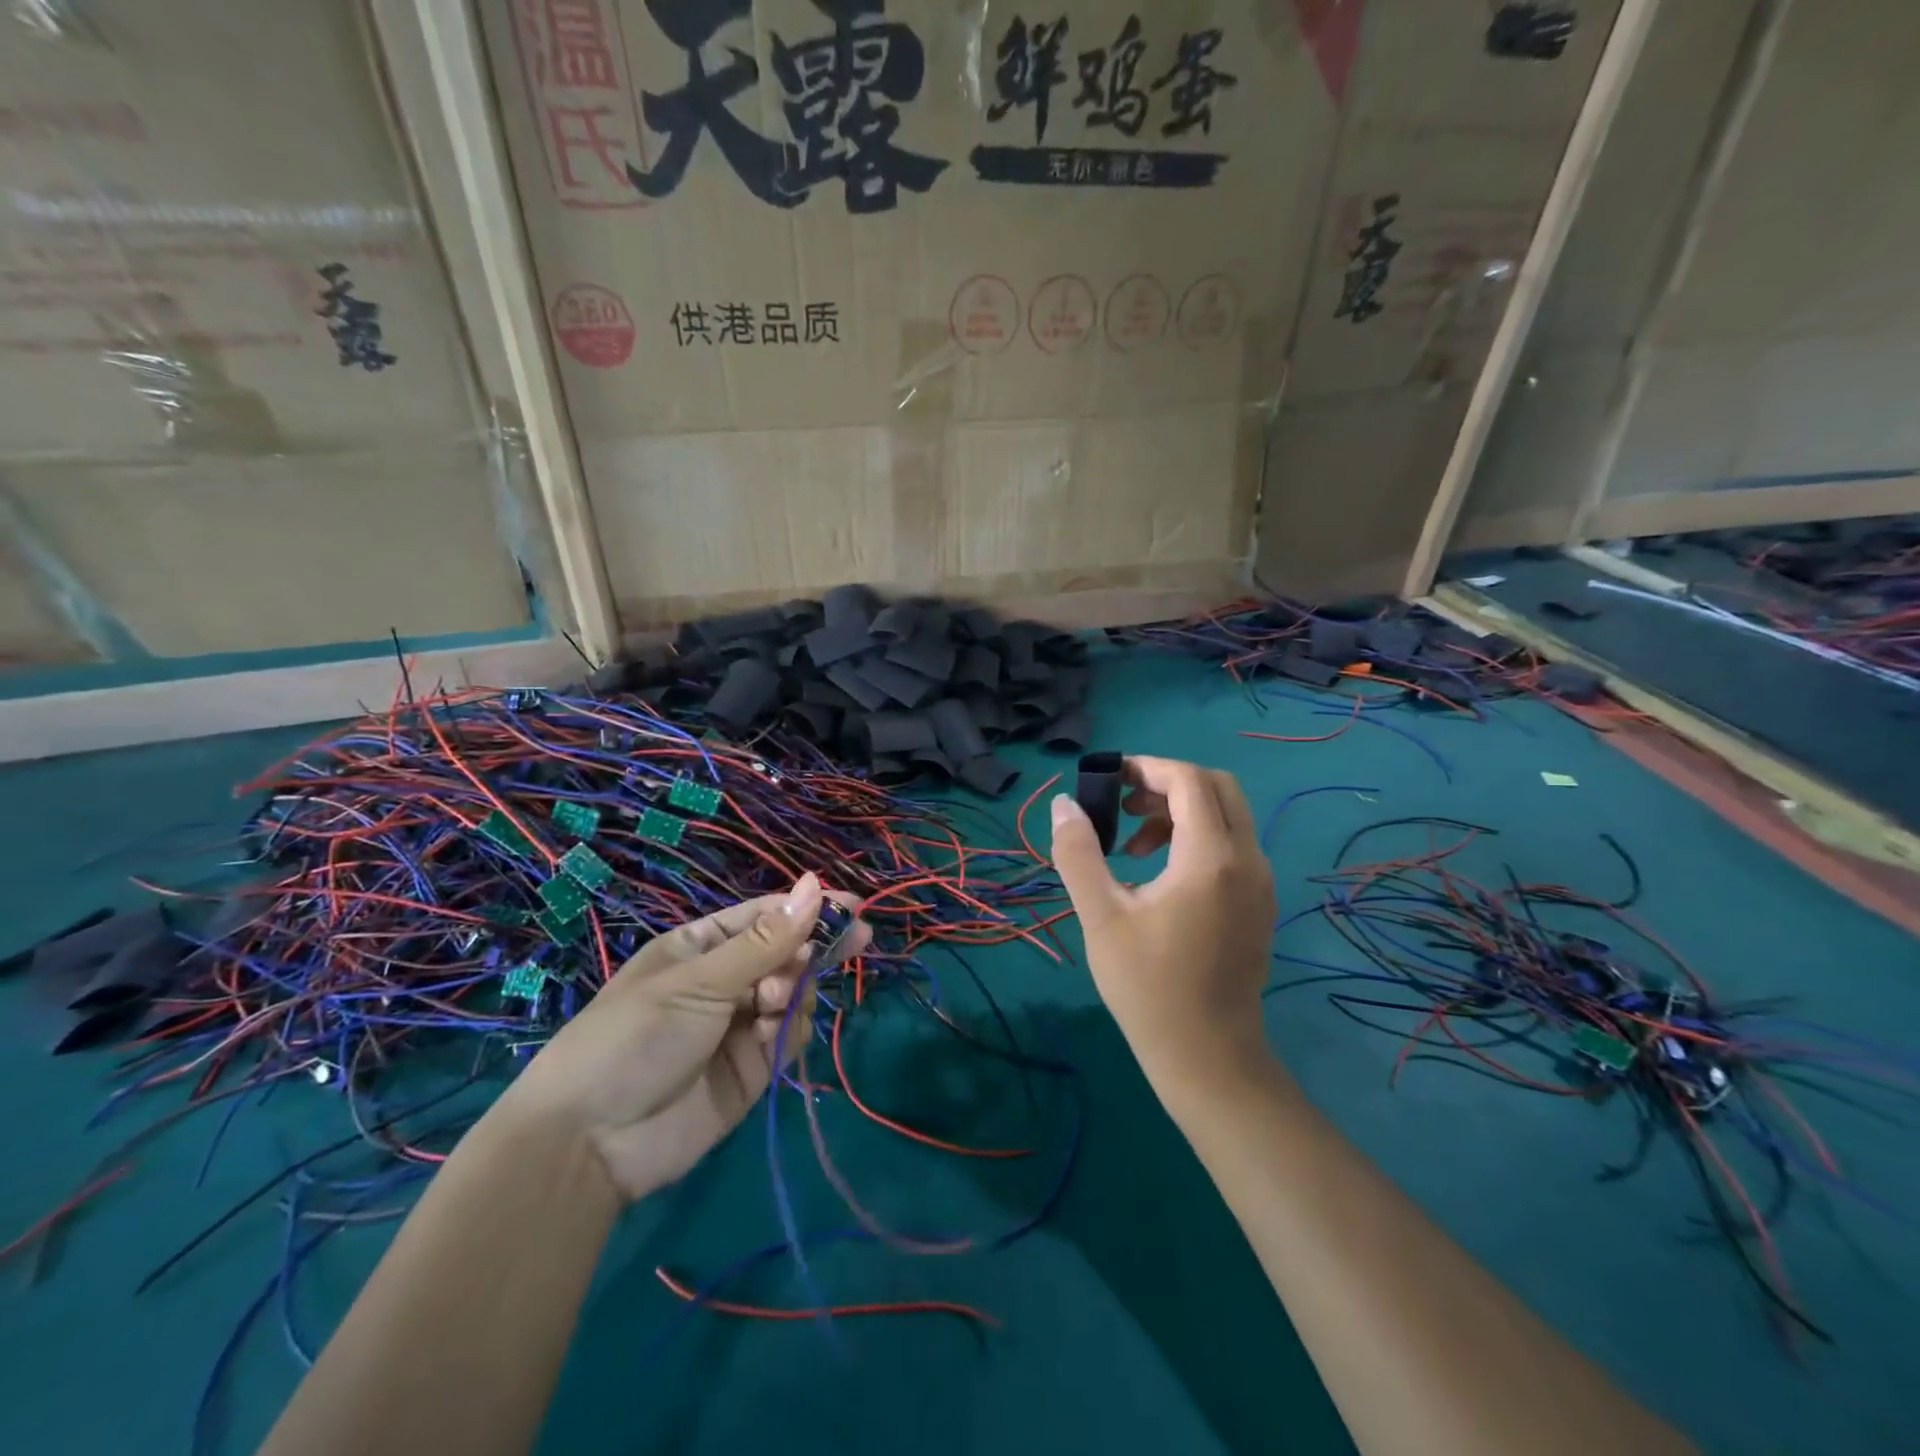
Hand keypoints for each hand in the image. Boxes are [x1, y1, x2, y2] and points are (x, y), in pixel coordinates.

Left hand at [495, 873, 868, 1201]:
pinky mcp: (754, 1068)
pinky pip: (790, 1035)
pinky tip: (773, 1033)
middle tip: (851, 943)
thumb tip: (815, 884)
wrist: (591, 1144)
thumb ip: (766, 941)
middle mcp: (724, 982)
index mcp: (700, 948)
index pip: (765, 917)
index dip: (807, 908)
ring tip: (772, 1003)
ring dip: (795, 990)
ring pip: (795, 992)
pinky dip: (792, 1029)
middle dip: (809, 950)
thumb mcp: (700, 981)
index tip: (852, 905)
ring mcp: (740, 1026)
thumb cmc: (635, 1037)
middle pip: (787, 953)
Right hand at [1050, 757, 1276, 1088]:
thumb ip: (1079, 853)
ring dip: (1181, 811)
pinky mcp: (1260, 902)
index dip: (1147, 768)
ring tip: (1134, 846)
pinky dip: (1198, 837)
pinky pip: (1233, 845)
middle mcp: (1247, 859)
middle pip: (1218, 787)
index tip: (1108, 780)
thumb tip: (1065, 804)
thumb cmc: (1148, 986)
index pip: (1189, 780)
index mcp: (1211, 857)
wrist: (1208, 1057)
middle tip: (1124, 805)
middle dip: (1168, 783)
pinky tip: (1160, 875)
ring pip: (1228, 815)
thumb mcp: (1101, 916)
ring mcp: (1261, 882)